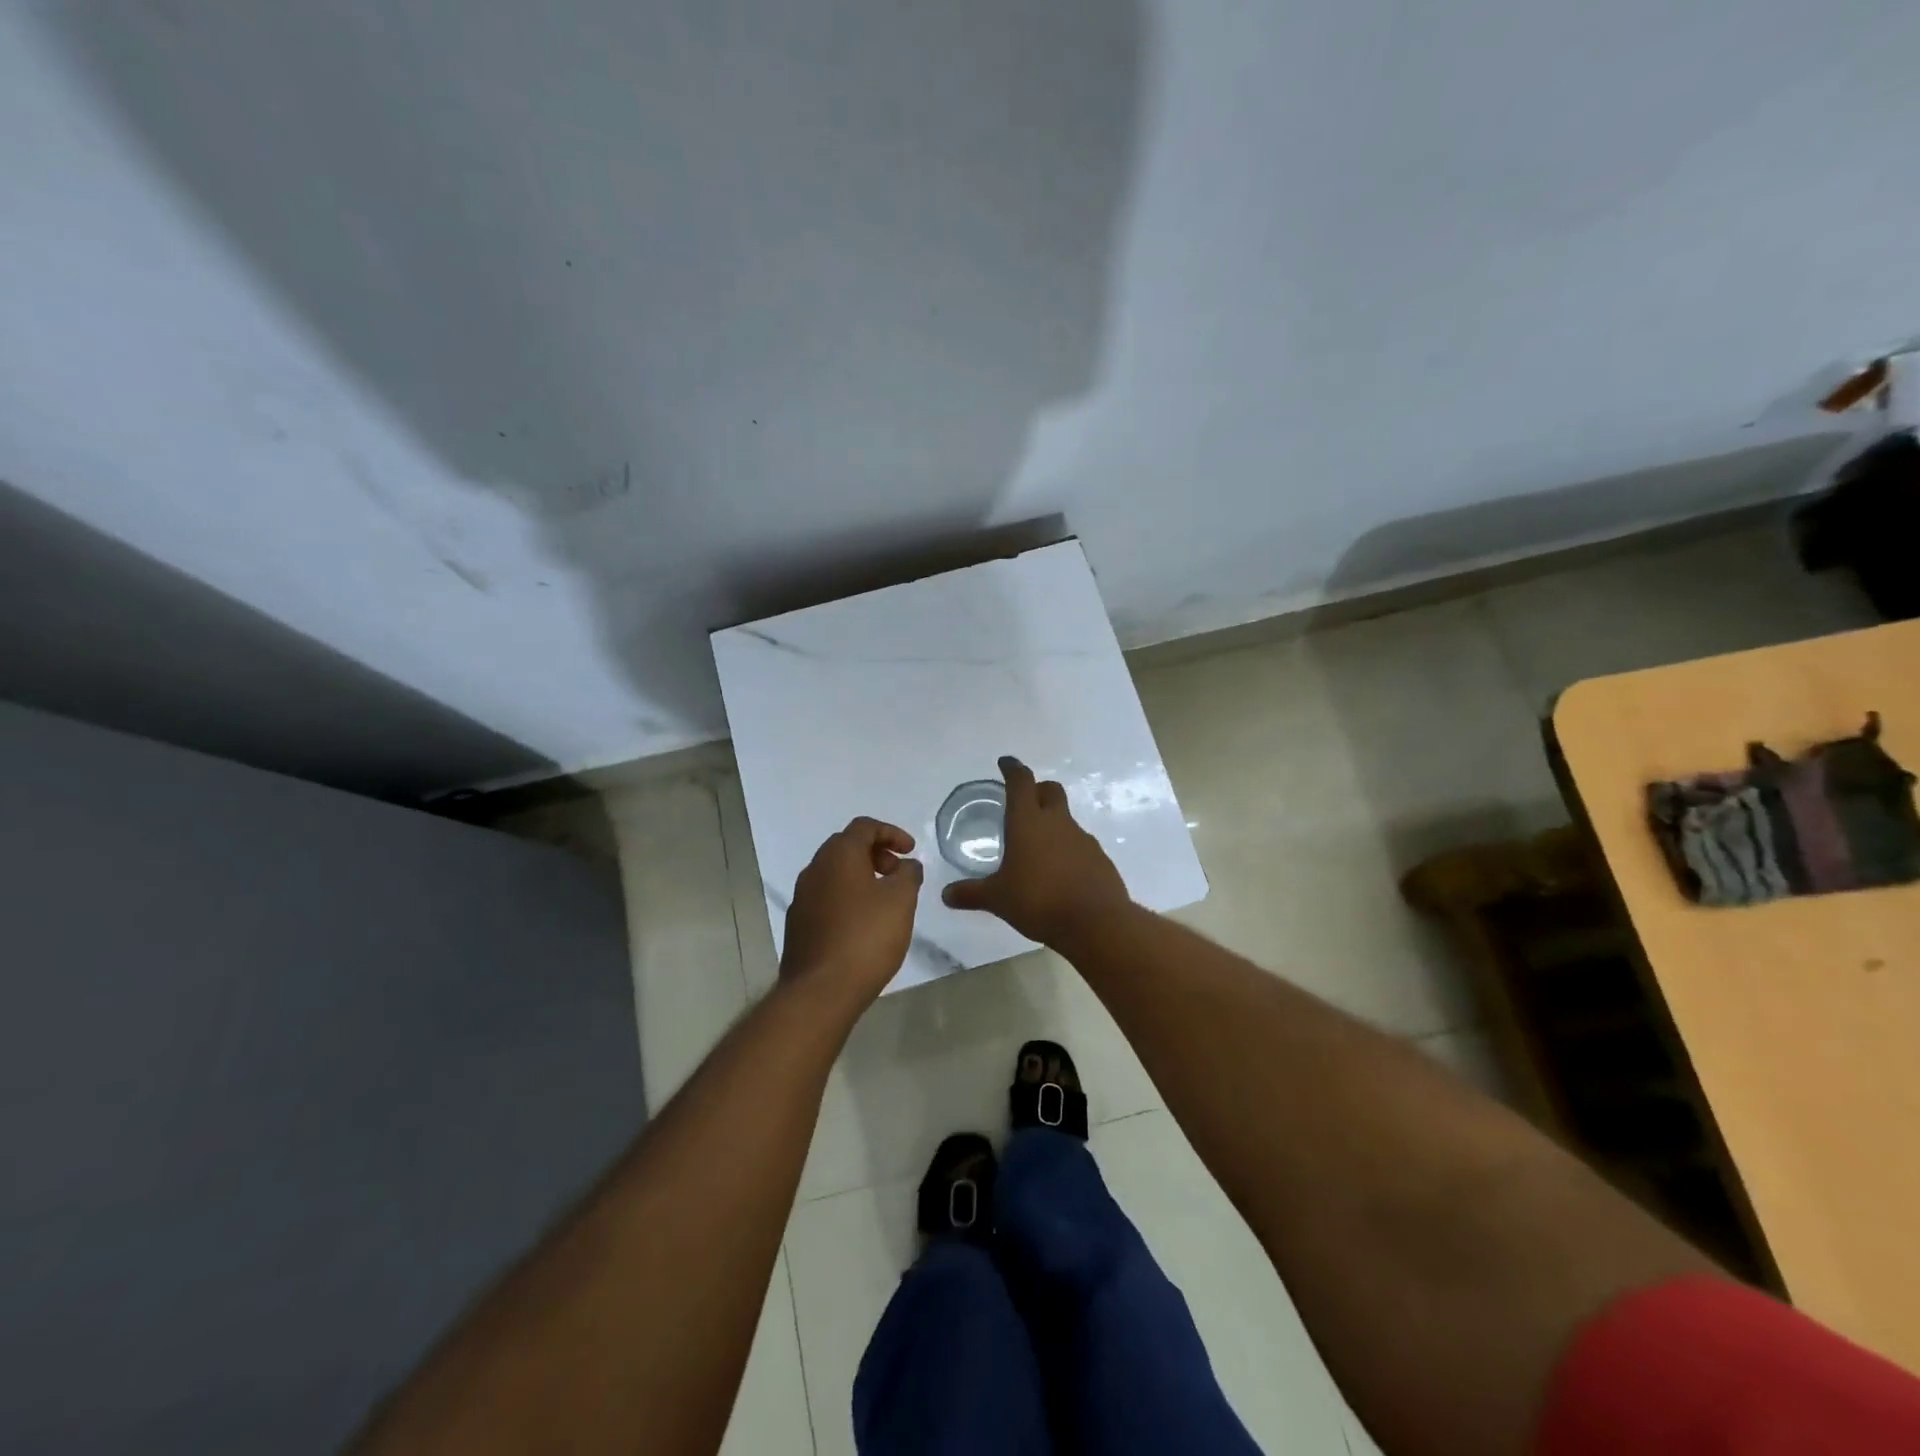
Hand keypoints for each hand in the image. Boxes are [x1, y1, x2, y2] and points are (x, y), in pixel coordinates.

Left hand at [781, 817, 924, 1007]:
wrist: (820, 990)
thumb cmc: (866, 937)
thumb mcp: (901, 901)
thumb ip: (908, 875)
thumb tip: (906, 865)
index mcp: (838, 855)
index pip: (864, 827)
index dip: (891, 833)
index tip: (910, 851)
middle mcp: (814, 869)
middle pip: (846, 847)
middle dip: (876, 854)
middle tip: (898, 874)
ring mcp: (802, 898)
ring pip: (834, 874)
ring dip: (861, 877)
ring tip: (884, 901)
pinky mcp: (798, 924)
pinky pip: (826, 898)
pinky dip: (847, 898)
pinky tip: (862, 924)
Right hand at [941, 756, 1130, 946]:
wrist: (1096, 922)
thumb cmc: (1039, 900)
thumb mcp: (998, 899)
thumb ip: (971, 893)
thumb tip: (946, 895)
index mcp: (1028, 822)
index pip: (1020, 782)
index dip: (1012, 769)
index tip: (1006, 762)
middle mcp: (1057, 822)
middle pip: (1050, 790)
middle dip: (1037, 790)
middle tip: (1024, 802)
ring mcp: (1083, 839)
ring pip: (1066, 819)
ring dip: (1053, 824)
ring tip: (1038, 848)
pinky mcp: (1099, 859)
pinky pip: (1080, 845)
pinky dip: (1068, 850)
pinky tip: (1060, 872)